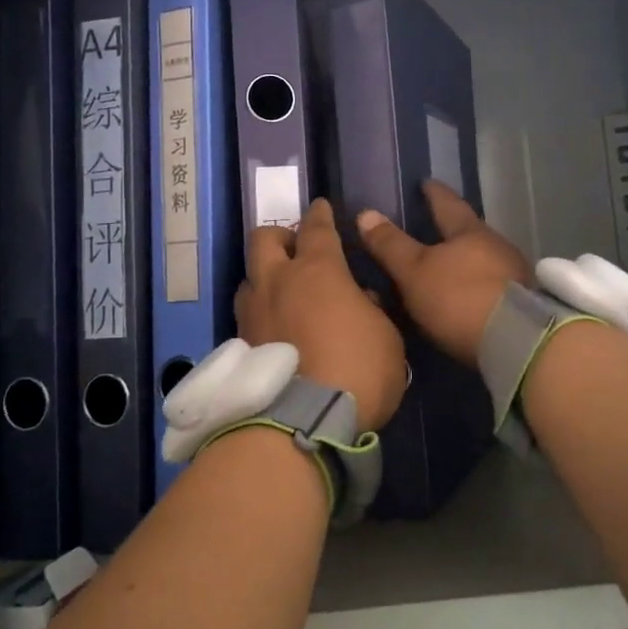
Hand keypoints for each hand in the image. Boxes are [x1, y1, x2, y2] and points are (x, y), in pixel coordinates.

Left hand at [235, 199, 406, 431]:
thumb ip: (371, 307)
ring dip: (265, 276)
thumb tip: (358, 297)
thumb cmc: (358, 369)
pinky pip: (247, 313)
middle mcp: (278, 281)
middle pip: (264, 238)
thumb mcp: (386, 335)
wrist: (304, 422)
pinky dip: (260, 311)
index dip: (320, 214)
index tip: (321, 207)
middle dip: (280, 236)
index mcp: (318, 269)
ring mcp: (253, 312)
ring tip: (282, 292)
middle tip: (296, 249)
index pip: (316, 228)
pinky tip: (274, 327)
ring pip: (249, 276)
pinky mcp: (240, 344)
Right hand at [357, 180, 530, 363]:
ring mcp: (514, 275)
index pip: (448, 203)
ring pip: (484, 259)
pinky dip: (476, 286)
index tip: (425, 182)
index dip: (434, 193)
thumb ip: (391, 245)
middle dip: (452, 229)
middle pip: (470, 231)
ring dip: (466, 261)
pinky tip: (467, 296)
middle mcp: (497, 246)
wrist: (519, 342)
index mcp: (470, 232)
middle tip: (432, 227)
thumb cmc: (460, 297)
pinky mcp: (524, 304)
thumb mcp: (415, 271)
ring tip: (447, 266)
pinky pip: (493, 285)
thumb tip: (366, 213)